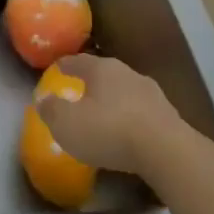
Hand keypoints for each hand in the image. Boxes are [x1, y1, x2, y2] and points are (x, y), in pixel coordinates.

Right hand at [35, 54, 190, 174]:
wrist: (167, 152)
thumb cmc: (109, 130)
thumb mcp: (66, 123)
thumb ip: (51, 110)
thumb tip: (43, 100)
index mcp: (102, 69)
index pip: (79, 61)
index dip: (66, 65)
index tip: (58, 67)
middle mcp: (128, 74)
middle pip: (105, 74)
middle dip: (92, 82)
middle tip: (80, 92)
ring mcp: (153, 95)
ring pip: (126, 92)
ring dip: (115, 101)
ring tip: (105, 116)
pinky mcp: (170, 117)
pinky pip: (142, 113)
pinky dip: (132, 119)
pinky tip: (127, 134)